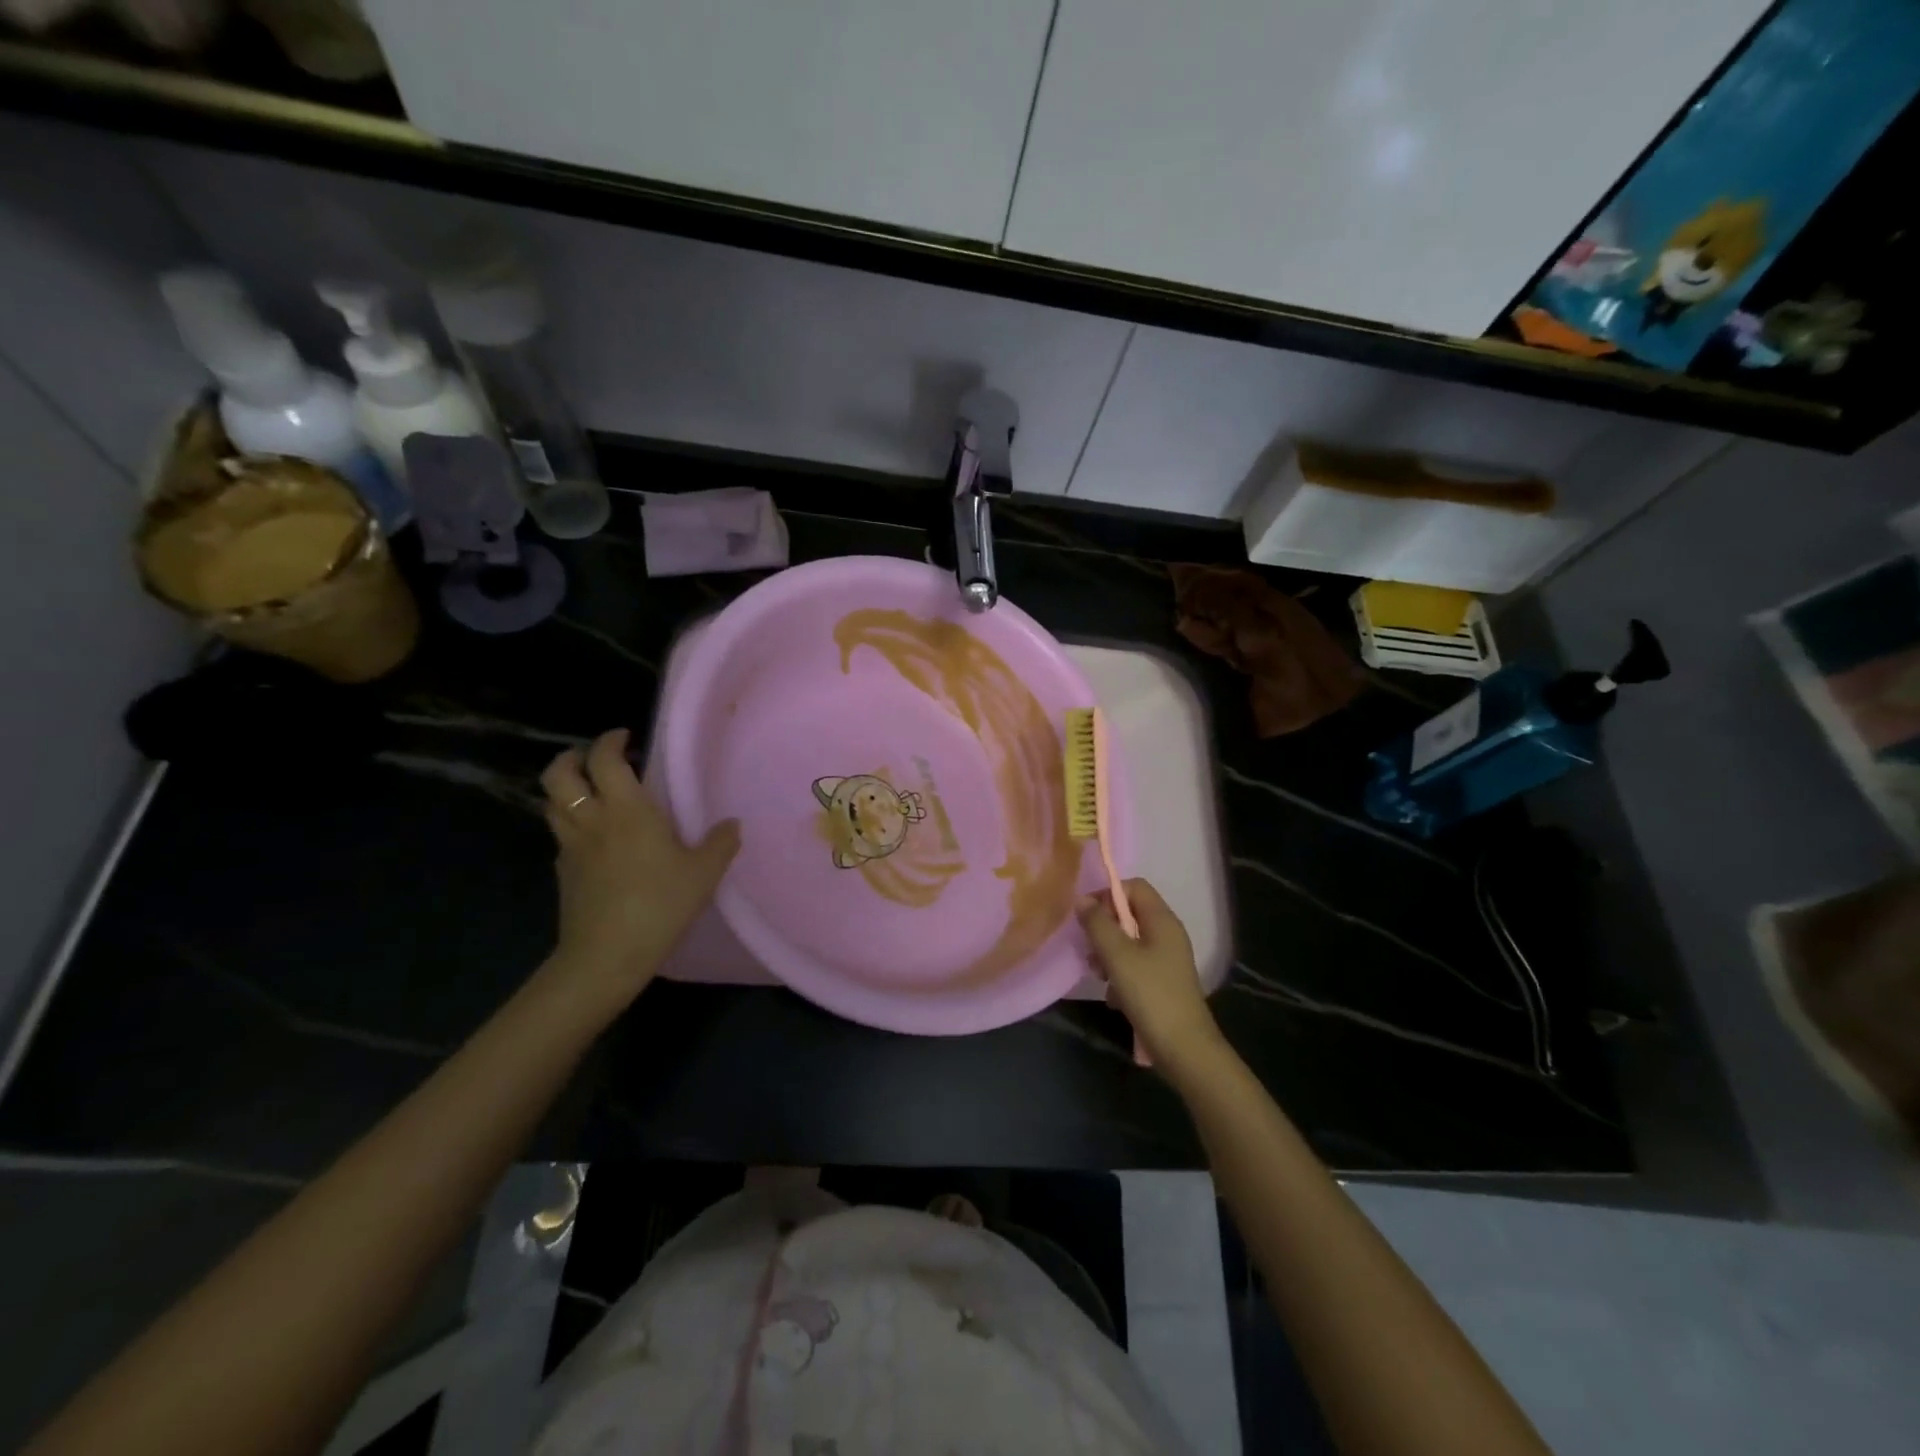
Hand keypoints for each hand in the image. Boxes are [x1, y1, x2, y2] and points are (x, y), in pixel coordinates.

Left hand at [540, 728, 739, 1007]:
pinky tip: (593, 839)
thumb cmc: (659, 905)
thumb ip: (721, 843)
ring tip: (590, 793)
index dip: (610, 741)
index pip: (605, 760)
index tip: (626, 737)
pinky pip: (560, 835)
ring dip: (566, 789)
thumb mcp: (703, 874)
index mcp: (627, 810)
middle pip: (559, 774)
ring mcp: (571, 847)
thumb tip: (733, 823)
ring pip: (552, 803)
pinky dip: (571, 825)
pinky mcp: (563, 873)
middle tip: (595, 758)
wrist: (606, 956)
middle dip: (572, 757)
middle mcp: (592, 820)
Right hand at [1079, 879, 1223, 1076]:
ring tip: (1097, 974)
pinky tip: (1113, 996)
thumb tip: (1082, 899)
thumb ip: (1098, 924)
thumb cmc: (1151, 995)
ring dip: (1108, 953)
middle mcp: (1168, 934)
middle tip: (1089, 948)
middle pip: (1130, 914)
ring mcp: (1167, 959)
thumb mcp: (1117, 956)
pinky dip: (1120, 974)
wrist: (1184, 1049)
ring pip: (1129, 941)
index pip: (1134, 886)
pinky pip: (1135, 965)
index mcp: (1162, 920)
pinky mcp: (1163, 982)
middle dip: (1104, 928)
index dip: (1108, 894)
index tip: (1087, 916)